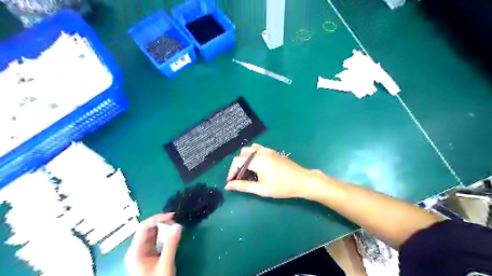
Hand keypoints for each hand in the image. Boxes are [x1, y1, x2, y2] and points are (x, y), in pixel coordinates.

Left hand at [125, 214, 182, 275]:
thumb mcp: (165, 265)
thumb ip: (171, 244)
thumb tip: (178, 225)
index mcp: (135, 251)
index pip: (144, 227)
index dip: (157, 218)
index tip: (173, 216)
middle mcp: (137, 249)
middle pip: (148, 229)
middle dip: (163, 223)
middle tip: (177, 222)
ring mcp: (143, 252)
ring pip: (153, 234)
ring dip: (164, 228)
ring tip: (176, 226)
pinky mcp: (150, 255)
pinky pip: (156, 240)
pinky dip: (165, 235)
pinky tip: (172, 235)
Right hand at [225, 144, 314, 198]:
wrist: (302, 181)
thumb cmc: (282, 187)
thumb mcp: (261, 189)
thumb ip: (244, 186)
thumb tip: (228, 186)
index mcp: (257, 160)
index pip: (237, 161)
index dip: (231, 171)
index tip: (231, 181)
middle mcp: (261, 152)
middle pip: (242, 153)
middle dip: (238, 165)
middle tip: (239, 177)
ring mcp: (268, 150)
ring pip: (250, 149)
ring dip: (245, 158)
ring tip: (247, 171)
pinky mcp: (273, 151)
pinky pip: (258, 149)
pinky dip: (253, 155)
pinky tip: (257, 166)